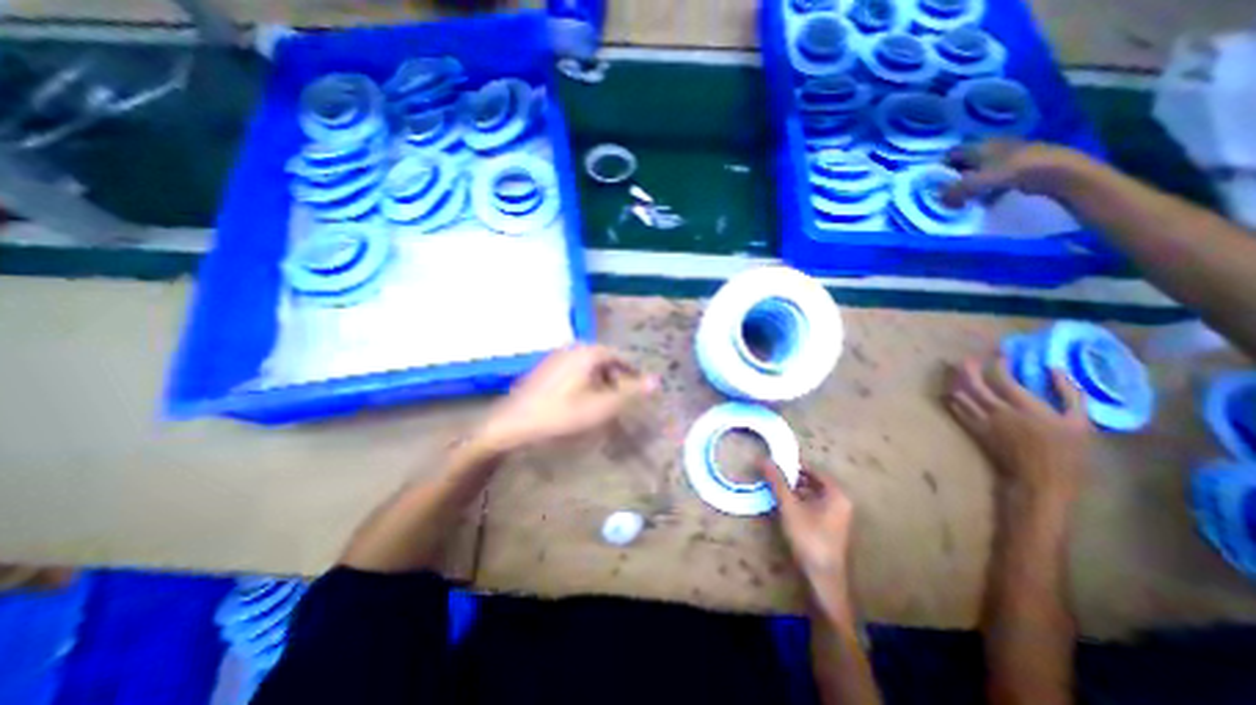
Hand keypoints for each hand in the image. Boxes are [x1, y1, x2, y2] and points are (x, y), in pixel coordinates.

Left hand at [477, 345, 659, 454]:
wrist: (513, 424)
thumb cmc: (561, 415)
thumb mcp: (601, 407)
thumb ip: (630, 393)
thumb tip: (657, 380)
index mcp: (588, 353)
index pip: (619, 357)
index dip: (631, 373)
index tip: (637, 390)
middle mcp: (572, 348)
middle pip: (603, 360)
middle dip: (614, 378)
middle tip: (619, 399)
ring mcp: (556, 357)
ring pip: (587, 366)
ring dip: (599, 381)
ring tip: (600, 403)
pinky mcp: (544, 368)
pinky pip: (573, 371)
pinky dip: (582, 383)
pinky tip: (577, 401)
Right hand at [761, 462, 858, 623]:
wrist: (823, 577)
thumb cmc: (808, 537)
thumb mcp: (789, 506)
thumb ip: (777, 481)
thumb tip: (763, 459)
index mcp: (836, 494)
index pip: (813, 470)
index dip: (794, 464)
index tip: (776, 461)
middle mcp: (841, 502)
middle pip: (813, 481)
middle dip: (793, 477)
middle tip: (773, 474)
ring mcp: (838, 516)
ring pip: (813, 494)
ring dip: (795, 490)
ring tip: (775, 487)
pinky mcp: (831, 527)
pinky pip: (814, 506)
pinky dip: (800, 502)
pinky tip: (785, 505)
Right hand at [947, 137, 1096, 204]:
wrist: (1056, 171)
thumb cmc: (1011, 171)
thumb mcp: (974, 184)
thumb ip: (952, 192)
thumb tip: (936, 198)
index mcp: (979, 145)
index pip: (951, 154)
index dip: (940, 167)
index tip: (933, 183)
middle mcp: (991, 147)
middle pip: (963, 163)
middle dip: (953, 178)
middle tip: (945, 194)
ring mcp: (1006, 157)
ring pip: (978, 171)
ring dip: (969, 185)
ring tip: (962, 199)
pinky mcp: (1017, 167)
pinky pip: (993, 179)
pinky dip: (985, 189)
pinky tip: (984, 200)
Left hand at [948, 355, 1095, 496]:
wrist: (1039, 480)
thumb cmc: (1066, 452)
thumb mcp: (1079, 422)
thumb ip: (1068, 393)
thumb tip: (1054, 369)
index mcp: (1024, 406)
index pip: (1001, 377)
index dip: (998, 363)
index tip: (1001, 355)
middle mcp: (997, 410)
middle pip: (973, 382)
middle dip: (968, 367)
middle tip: (970, 359)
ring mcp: (982, 420)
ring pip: (960, 394)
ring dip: (957, 381)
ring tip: (959, 373)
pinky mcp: (973, 429)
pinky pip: (956, 409)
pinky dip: (952, 398)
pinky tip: (953, 391)